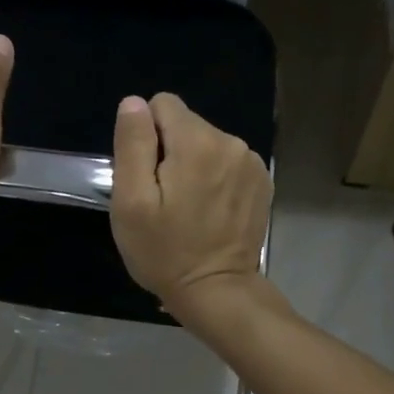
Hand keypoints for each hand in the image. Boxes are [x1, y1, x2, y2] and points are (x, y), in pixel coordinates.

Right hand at [110, 92, 270, 320]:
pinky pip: (228, 162)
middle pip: (186, 124)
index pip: (162, 104)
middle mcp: (231, 142)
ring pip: (207, 143)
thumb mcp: (131, 201)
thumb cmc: (165, 251)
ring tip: (188, 206)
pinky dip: (216, 178)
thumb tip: (134, 103)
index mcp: (197, 142)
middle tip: (165, 197)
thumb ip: (133, 144)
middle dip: (170, 151)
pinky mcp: (262, 182)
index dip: (146, 135)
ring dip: (194, 165)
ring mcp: (251, 163)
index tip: (147, 174)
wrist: (216, 291)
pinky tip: (211, 211)